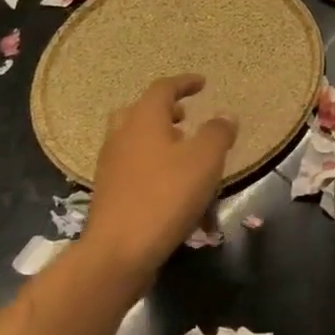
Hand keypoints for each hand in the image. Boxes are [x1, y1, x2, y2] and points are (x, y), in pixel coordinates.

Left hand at [89, 74, 237, 281]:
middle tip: (186, 116)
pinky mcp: (110, 194)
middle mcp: (121, 137)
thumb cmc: (166, 196)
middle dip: (165, 111)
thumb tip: (224, 116)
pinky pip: (134, 168)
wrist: (119, 252)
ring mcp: (111, 167)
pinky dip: (154, 166)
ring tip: (185, 153)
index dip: (184, 83)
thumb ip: (218, 133)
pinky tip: (174, 187)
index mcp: (143, 120)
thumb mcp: (205, 160)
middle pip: (139, 112)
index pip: (163, 89)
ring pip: (135, 141)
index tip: (202, 83)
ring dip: (160, 140)